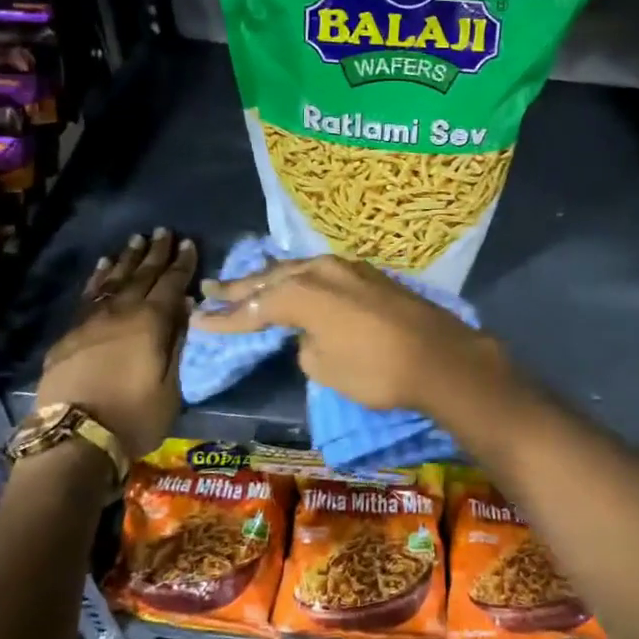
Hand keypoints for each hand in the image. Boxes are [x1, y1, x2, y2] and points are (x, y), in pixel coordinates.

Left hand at [34, 228, 196, 459]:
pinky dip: (98, 279)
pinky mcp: (69, 335)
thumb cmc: (134, 418)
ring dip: (127, 260)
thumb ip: (176, 343)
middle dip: (155, 253)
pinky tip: (103, 267)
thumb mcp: (170, 386)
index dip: (182, 264)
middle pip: (142, 276)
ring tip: (136, 240)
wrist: (74, 440)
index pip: (171, 285)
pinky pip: (88, 296)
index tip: (189, 244)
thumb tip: (184, 307)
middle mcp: (121, 313)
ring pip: (113, 281)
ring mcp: (91, 322)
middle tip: (164, 231)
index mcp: (151, 323)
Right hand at [190, 255, 499, 414]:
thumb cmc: (376, 370)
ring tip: (246, 280)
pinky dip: (300, 277)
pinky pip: (322, 271)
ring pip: (297, 269)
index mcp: (302, 294)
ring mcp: (348, 268)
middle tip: (211, 288)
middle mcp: (320, 271)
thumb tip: (310, 334)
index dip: (225, 319)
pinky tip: (295, 279)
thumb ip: (305, 345)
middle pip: (271, 279)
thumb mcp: (325, 368)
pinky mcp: (369, 275)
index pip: (254, 308)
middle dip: (240, 287)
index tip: (198, 322)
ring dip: (270, 277)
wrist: (440, 357)